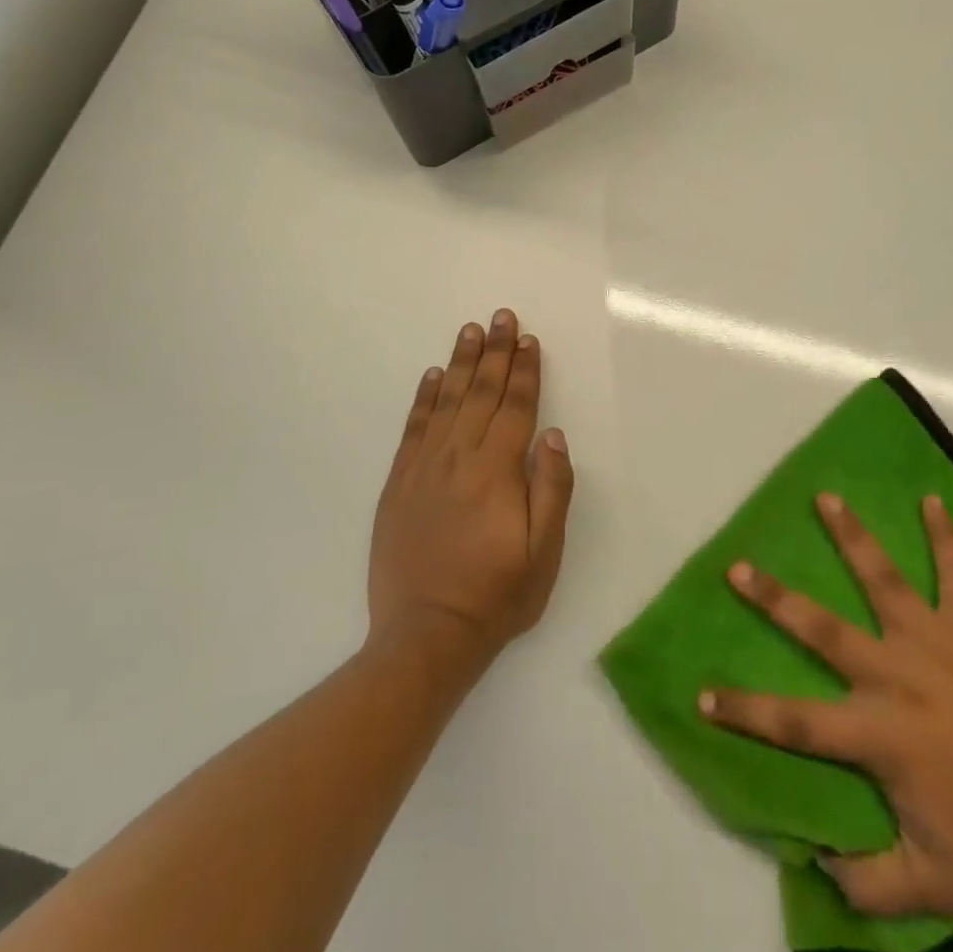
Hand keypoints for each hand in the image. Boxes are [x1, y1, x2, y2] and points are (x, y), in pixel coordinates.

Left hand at [368, 310, 574, 665]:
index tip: (529, 339)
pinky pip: (414, 428)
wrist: (426, 634)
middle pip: (482, 393)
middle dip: (497, 352)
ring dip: (462, 363)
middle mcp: (459, 458)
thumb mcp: (544, 551)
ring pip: (447, 401)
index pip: (516, 407)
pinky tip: (433, 376)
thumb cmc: (497, 595)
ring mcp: (424, 468)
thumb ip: (551, 488)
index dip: (525, 371)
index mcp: (498, 471)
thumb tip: (553, 434)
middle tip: (502, 317)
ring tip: (471, 331)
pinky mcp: (399, 483)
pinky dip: (425, 398)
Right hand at [700, 492, 952, 916]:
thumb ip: (870, 884)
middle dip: (774, 599)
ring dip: (850, 536)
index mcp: (879, 733)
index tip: (702, 694)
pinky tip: (933, 499)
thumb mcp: (934, 886)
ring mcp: (936, 642)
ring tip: (825, 497)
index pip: (794, 721)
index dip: (745, 711)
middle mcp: (895, 674)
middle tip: (738, 566)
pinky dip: (945, 536)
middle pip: (821, 629)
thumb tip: (817, 870)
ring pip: (882, 579)